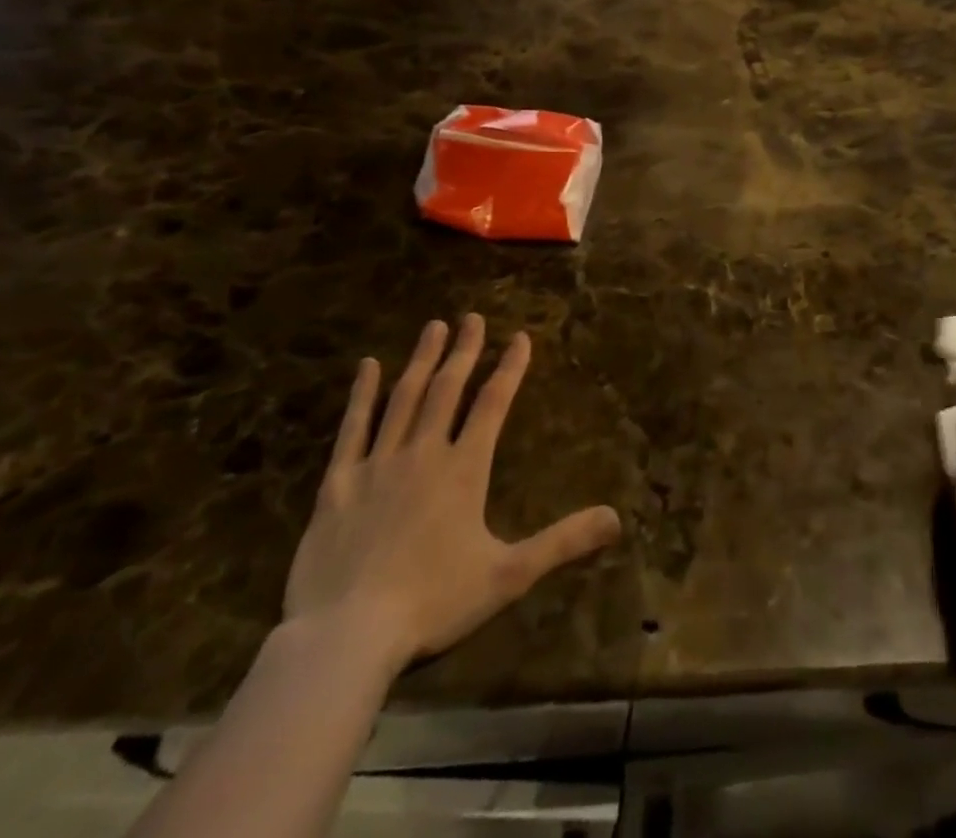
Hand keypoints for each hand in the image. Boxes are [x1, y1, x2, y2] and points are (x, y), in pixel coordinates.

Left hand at [284, 314, 622, 675]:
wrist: (345, 637)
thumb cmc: (433, 604)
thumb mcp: (509, 576)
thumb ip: (563, 542)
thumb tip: (617, 519)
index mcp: (464, 469)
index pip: (493, 404)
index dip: (510, 368)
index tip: (520, 337)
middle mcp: (423, 453)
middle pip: (448, 389)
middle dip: (464, 351)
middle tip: (473, 317)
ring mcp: (377, 464)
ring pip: (404, 398)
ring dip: (421, 360)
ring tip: (434, 326)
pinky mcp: (338, 484)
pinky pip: (353, 428)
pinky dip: (362, 394)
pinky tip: (368, 366)